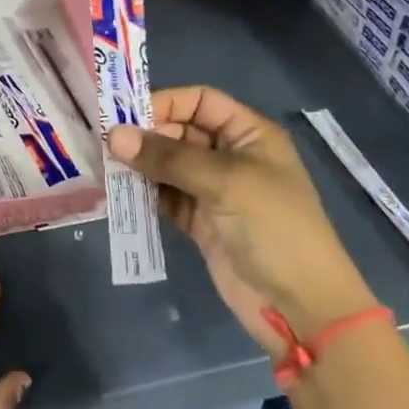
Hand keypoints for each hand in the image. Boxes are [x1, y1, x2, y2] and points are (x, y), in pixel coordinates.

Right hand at [110, 86, 376, 347]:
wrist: (302, 307)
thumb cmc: (273, 227)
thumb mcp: (224, 181)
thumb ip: (167, 157)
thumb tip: (113, 136)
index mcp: (249, 134)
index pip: (200, 101)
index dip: (166, 102)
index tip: (125, 115)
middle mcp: (231, 156)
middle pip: (180, 131)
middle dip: (146, 135)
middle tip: (107, 144)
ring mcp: (215, 191)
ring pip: (169, 165)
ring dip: (141, 165)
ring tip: (106, 167)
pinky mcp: (201, 222)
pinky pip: (166, 197)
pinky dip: (145, 194)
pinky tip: (120, 193)